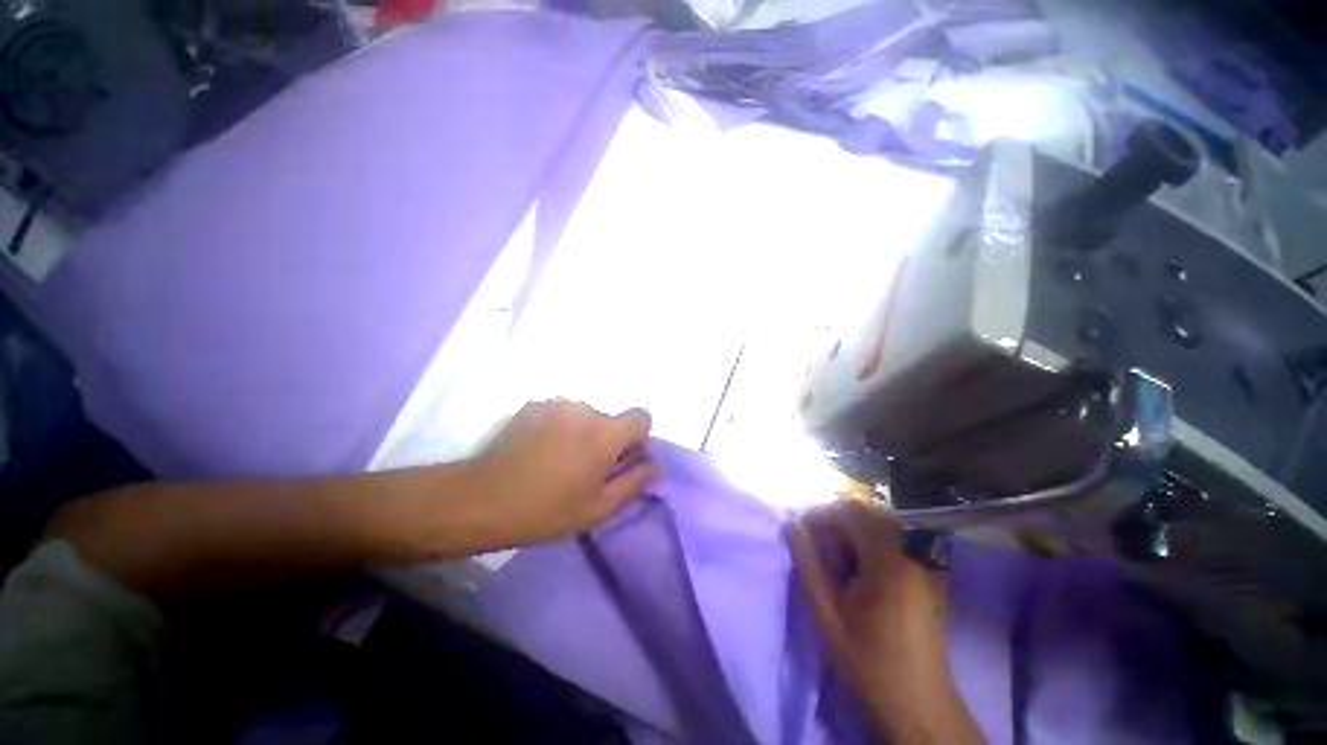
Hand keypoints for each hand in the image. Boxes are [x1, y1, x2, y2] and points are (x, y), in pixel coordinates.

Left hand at [461, 400, 660, 548]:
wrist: (482, 499)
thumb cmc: (547, 510)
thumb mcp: (599, 507)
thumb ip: (635, 482)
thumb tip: (655, 467)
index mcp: (605, 433)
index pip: (641, 416)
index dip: (639, 437)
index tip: (622, 460)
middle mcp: (585, 409)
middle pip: (611, 420)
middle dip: (608, 441)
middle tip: (586, 471)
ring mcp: (557, 404)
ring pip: (586, 417)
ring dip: (583, 435)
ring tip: (559, 463)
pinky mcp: (534, 406)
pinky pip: (562, 414)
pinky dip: (561, 429)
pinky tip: (540, 452)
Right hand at [787, 501, 979, 742]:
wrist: (917, 702)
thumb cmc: (867, 660)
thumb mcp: (826, 614)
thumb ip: (808, 564)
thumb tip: (793, 525)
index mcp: (889, 561)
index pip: (850, 512)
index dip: (820, 514)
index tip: (801, 531)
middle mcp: (912, 551)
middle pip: (867, 512)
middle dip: (835, 520)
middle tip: (815, 544)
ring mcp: (925, 560)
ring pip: (880, 521)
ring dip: (852, 529)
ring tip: (834, 556)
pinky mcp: (929, 570)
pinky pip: (895, 536)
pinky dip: (870, 539)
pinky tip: (859, 565)